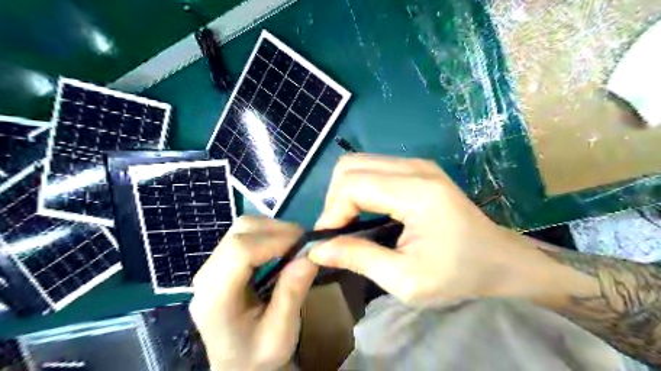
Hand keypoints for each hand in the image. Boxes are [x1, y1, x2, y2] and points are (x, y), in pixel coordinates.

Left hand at [192, 218, 316, 370]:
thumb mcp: (280, 334)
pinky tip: (280, 248)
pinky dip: (266, 234)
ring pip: (240, 228)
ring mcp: (210, 267)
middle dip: (275, 230)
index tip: (305, 242)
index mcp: (215, 298)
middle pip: (239, 233)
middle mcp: (205, 277)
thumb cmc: (258, 356)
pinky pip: (242, 235)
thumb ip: (292, 294)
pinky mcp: (219, 263)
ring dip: (271, 229)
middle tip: (303, 242)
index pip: (240, 251)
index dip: (275, 240)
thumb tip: (310, 255)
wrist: (237, 366)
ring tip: (294, 244)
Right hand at [310, 153, 547, 306]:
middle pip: (350, 166)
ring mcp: (417, 164)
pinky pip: (373, 169)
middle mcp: (414, 167)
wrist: (502, 261)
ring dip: (344, 193)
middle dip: (334, 199)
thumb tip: (317, 249)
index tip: (328, 241)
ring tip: (348, 224)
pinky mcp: (417, 170)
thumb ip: (358, 258)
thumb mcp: (405, 279)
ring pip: (358, 163)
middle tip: (338, 232)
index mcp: (416, 191)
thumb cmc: (459, 275)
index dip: (331, 211)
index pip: (352, 184)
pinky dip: (358, 189)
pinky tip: (365, 212)